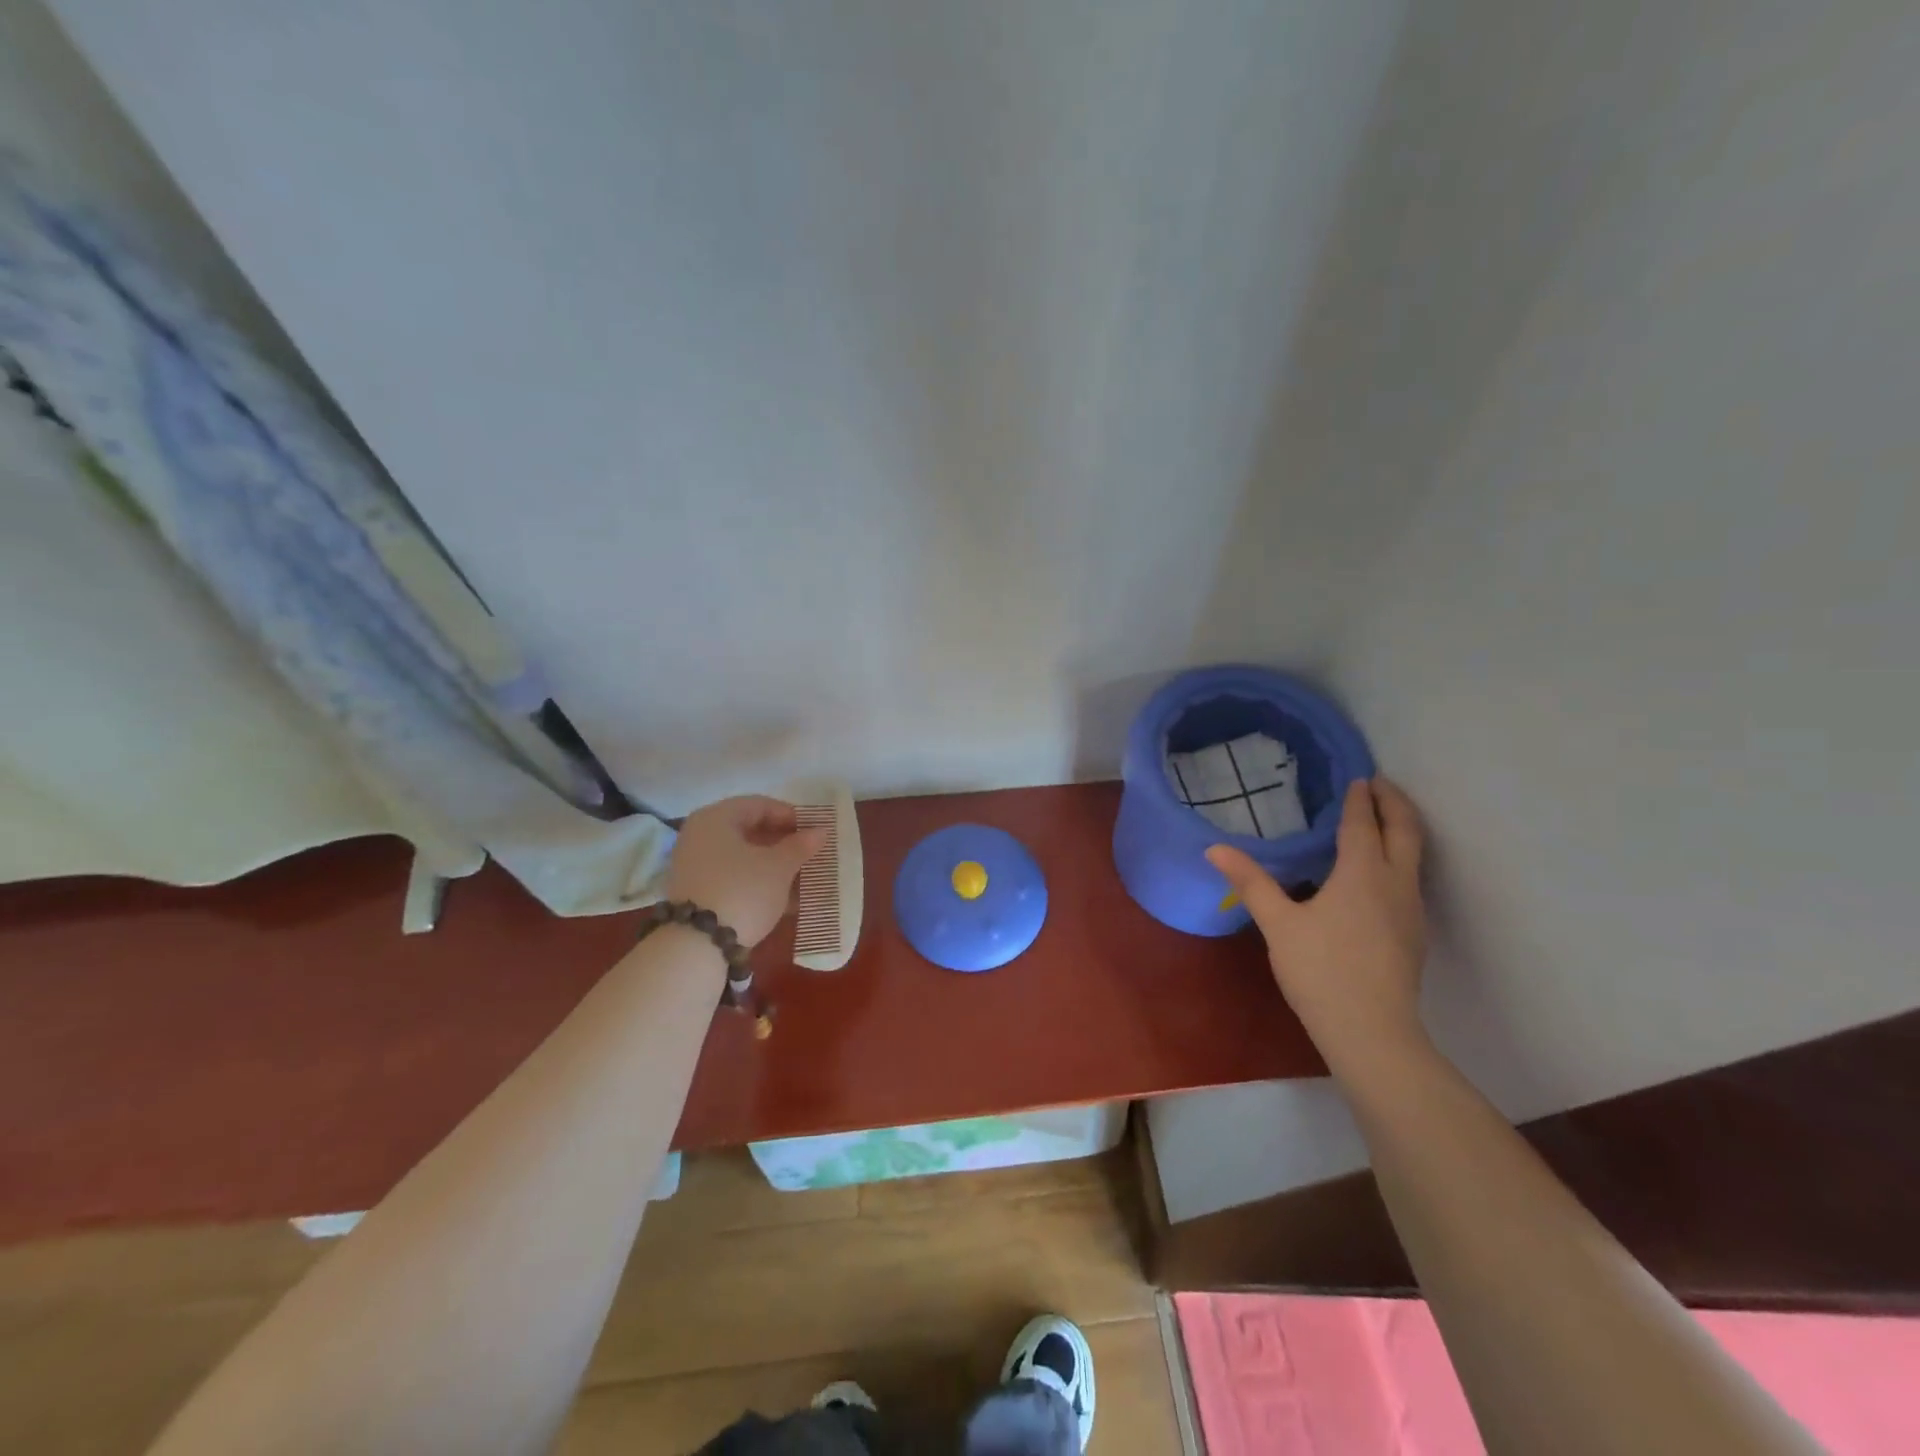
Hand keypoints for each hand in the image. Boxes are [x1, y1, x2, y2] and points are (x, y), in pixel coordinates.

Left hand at [664, 796, 826, 948]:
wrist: (697, 945)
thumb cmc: (743, 891)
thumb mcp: (779, 867)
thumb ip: (800, 846)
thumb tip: (819, 831)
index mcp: (716, 817)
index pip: (760, 805)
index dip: (791, 816)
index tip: (815, 831)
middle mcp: (700, 835)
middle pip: (749, 831)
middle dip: (783, 843)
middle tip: (810, 854)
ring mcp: (695, 865)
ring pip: (743, 857)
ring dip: (773, 865)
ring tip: (803, 878)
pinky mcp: (696, 892)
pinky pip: (734, 877)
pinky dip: (758, 882)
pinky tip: (785, 898)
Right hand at [1207, 776, 1428, 1072]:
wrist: (1371, 1031)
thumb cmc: (1321, 970)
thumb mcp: (1278, 923)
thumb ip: (1250, 882)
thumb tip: (1214, 848)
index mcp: (1362, 874)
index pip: (1363, 824)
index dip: (1359, 799)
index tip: (1357, 777)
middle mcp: (1395, 883)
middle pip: (1405, 831)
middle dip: (1394, 803)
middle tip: (1378, 784)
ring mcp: (1411, 909)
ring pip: (1414, 855)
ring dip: (1401, 828)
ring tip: (1381, 818)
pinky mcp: (1414, 932)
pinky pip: (1411, 877)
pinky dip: (1400, 856)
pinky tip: (1378, 871)